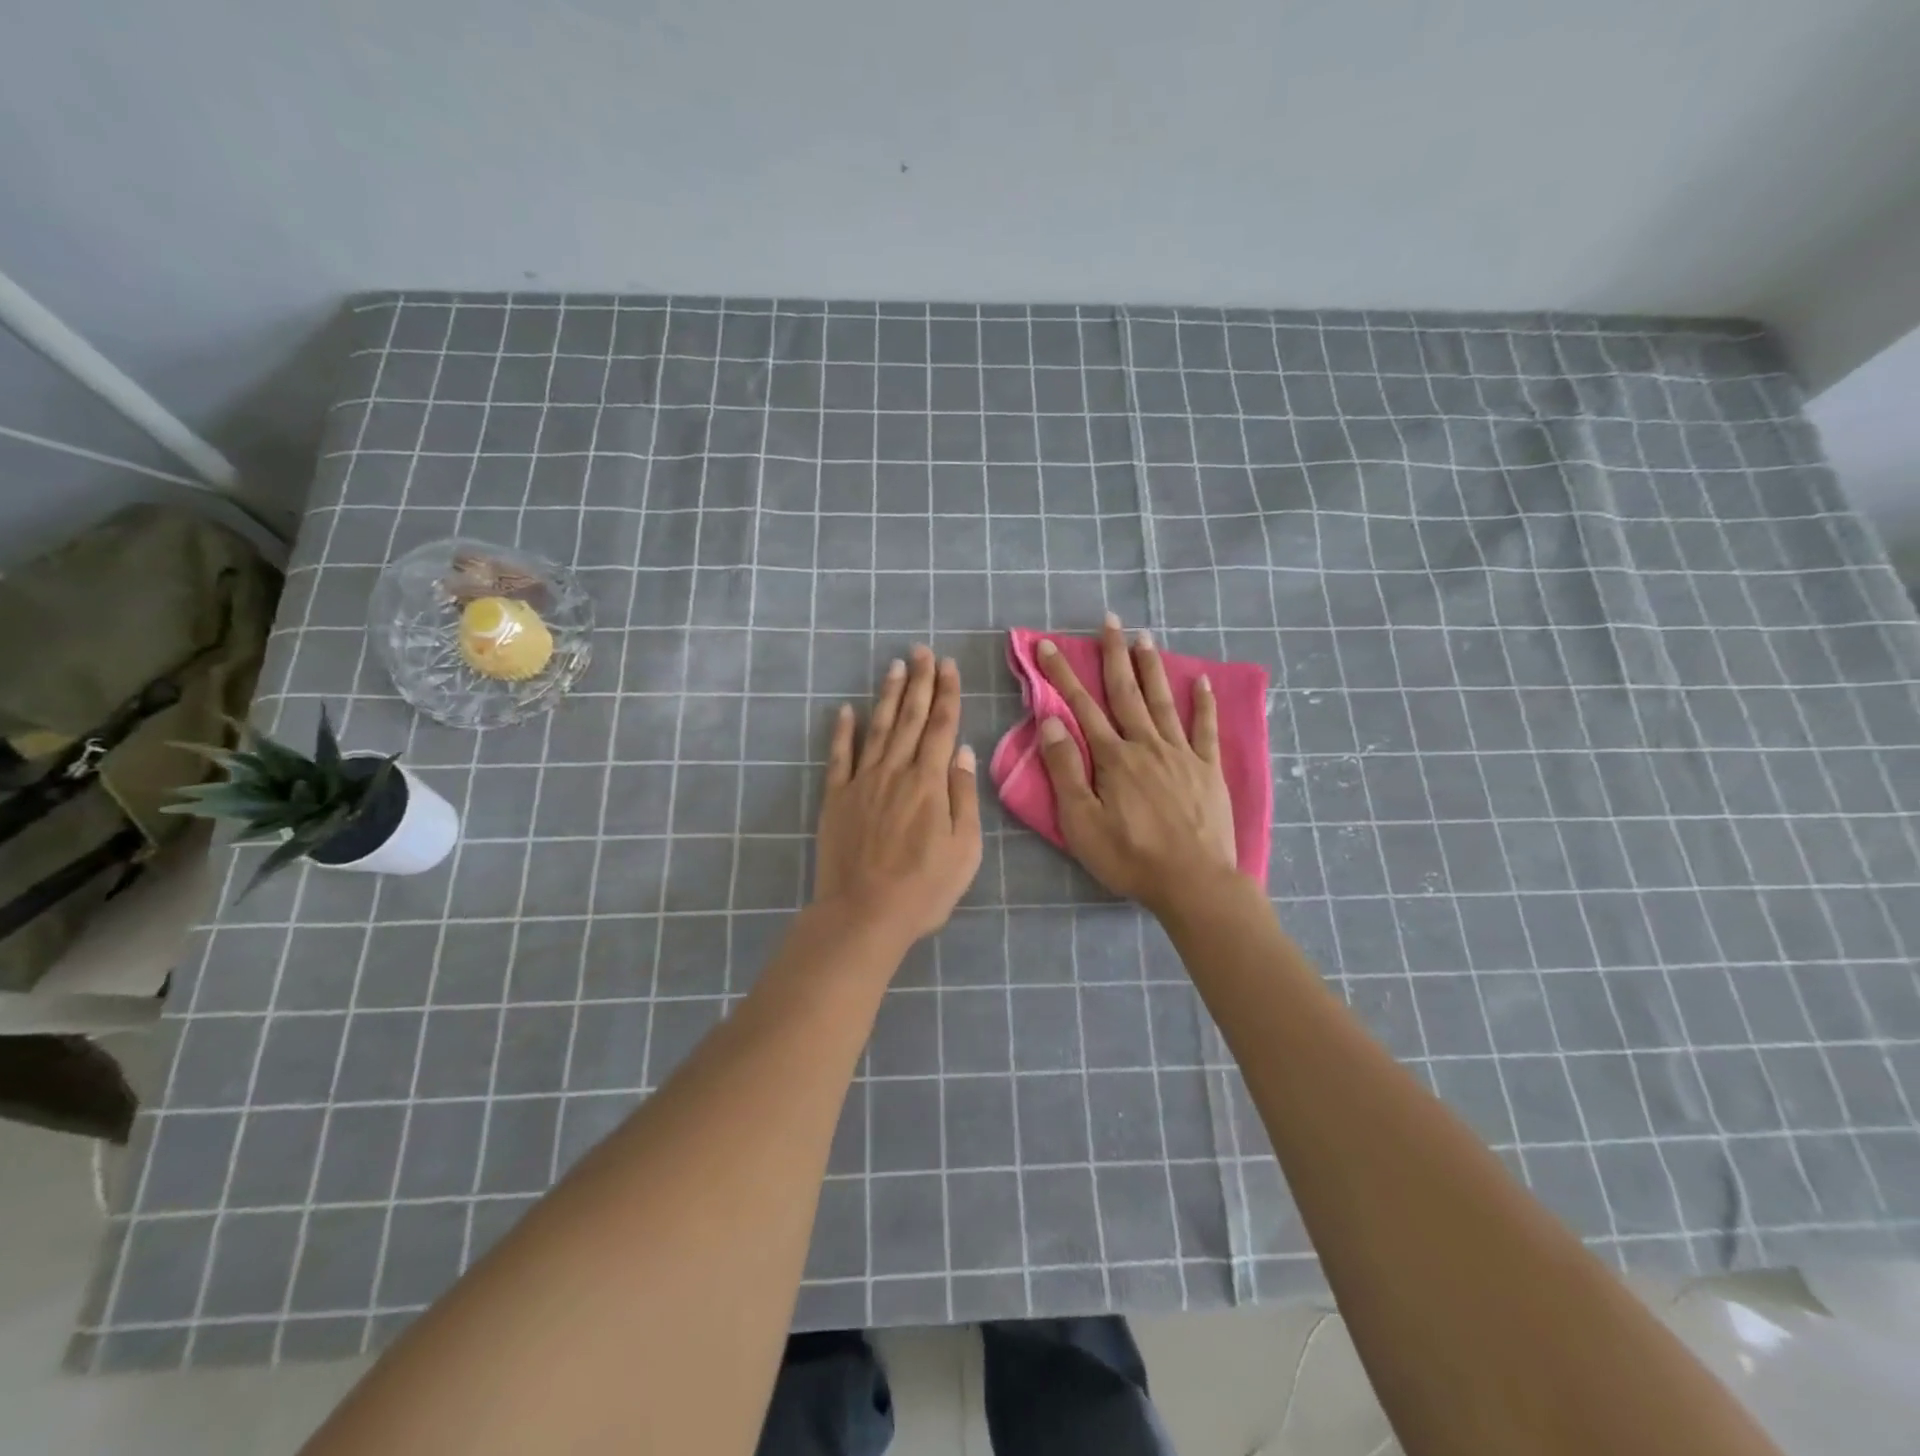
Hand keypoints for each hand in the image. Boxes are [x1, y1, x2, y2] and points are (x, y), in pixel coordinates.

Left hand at [814, 645, 982, 944]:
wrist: (864, 913)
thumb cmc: (924, 888)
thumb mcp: (964, 848)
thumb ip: (964, 796)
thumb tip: (964, 752)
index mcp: (930, 782)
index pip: (942, 726)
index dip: (947, 693)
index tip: (948, 665)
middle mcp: (896, 771)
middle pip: (911, 717)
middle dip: (919, 681)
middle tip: (922, 651)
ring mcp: (862, 782)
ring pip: (878, 727)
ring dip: (888, 695)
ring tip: (895, 666)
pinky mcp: (836, 798)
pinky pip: (839, 756)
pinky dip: (843, 731)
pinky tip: (846, 709)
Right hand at [1036, 614, 1239, 917]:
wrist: (1193, 883)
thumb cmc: (1130, 857)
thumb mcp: (1081, 821)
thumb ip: (1065, 770)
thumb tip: (1051, 722)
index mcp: (1113, 758)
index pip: (1081, 706)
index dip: (1062, 675)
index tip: (1047, 645)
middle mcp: (1147, 745)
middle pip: (1126, 692)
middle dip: (1113, 655)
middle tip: (1109, 621)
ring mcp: (1182, 755)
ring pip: (1163, 701)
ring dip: (1151, 668)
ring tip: (1145, 637)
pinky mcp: (1208, 770)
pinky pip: (1206, 729)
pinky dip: (1203, 704)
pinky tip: (1201, 681)